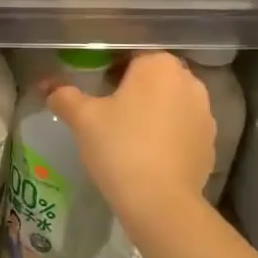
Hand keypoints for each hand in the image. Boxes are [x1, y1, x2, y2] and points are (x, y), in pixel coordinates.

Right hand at [46, 52, 214, 220]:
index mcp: (159, 66)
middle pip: (155, 77)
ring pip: (172, 103)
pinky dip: (168, 135)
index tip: (97, 90)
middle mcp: (189, 82)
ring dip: (154, 111)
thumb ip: (64, 96)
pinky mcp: (210, 143)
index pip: (132, 55)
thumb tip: (47, 86)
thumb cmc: (119, 147)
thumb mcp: (82, 119)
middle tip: (109, 112)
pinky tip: (149, 155)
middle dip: (135, 89)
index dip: (112, 69)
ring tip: (129, 135)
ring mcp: (205, 113)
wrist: (159, 201)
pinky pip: (184, 129)